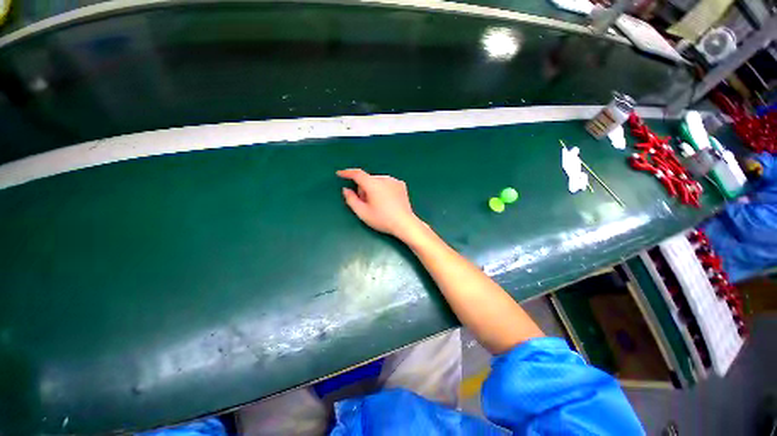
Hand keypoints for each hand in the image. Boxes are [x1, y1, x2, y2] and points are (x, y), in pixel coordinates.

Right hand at [337, 169, 424, 240]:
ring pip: (377, 181)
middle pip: (368, 179)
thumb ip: (351, 199)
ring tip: (377, 203)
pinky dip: (383, 188)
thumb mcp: (362, 212)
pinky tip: (387, 200)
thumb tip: (346, 190)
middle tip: (365, 203)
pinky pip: (386, 183)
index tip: (340, 174)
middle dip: (363, 188)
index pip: (357, 174)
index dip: (347, 173)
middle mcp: (384, 178)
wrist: (404, 223)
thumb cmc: (382, 219)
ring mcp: (394, 180)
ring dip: (373, 188)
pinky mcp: (401, 185)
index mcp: (373, 184)